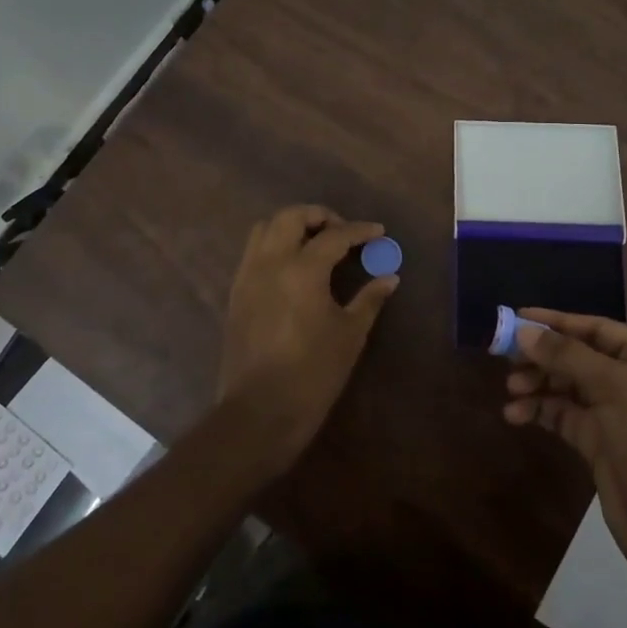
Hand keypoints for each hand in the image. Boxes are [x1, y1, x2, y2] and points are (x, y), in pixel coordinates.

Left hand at [218, 205, 397, 472]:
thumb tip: (390, 278)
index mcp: (302, 269)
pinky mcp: (236, 292)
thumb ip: (369, 299)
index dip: (359, 230)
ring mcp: (248, 275)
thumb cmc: (313, 373)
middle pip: (291, 216)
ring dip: (291, 225)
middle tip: (342, 231)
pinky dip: (274, 245)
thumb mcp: (350, 335)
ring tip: (315, 243)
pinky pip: (254, 251)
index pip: (334, 235)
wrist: (259, 411)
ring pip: (265, 228)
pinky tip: (293, 267)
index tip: (377, 232)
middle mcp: (270, 262)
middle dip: (319, 215)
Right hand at [504, 309, 626, 588]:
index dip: (558, 322)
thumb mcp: (616, 390)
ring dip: (538, 385)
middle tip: (505, 356)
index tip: (517, 317)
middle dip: (544, 356)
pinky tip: (515, 414)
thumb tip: (523, 330)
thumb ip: (568, 356)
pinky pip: (565, 416)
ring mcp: (618, 414)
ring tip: (510, 389)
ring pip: (569, 387)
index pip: (598, 329)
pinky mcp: (601, 444)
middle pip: (580, 357)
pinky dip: (541, 412)